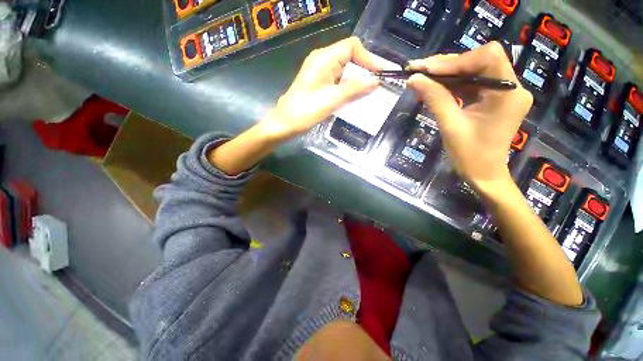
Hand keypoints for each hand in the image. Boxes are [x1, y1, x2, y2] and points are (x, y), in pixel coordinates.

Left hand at [262, 37, 387, 141]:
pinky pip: (339, 82)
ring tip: (371, 92)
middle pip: (350, 58)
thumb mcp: (332, 99)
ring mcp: (320, 74)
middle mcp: (322, 61)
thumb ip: (354, 88)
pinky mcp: (320, 85)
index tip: (380, 74)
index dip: (369, 58)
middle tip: (379, 84)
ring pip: (345, 72)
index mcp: (324, 58)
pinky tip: (356, 97)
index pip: (352, 47)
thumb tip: (375, 81)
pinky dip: (349, 88)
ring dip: (358, 81)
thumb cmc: (306, 110)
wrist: (286, 123)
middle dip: (365, 70)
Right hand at [406, 42, 532, 196]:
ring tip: (422, 77)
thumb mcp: (450, 126)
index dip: (455, 61)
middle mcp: (511, 87)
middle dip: (448, 64)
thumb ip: (434, 99)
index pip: (487, 58)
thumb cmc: (469, 155)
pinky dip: (452, 84)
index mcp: (508, 94)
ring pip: (474, 71)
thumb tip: (414, 79)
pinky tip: (434, 87)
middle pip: (481, 61)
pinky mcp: (494, 99)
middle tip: (419, 70)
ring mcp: (503, 92)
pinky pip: (472, 83)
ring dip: (447, 73)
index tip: (427, 70)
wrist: (483, 174)